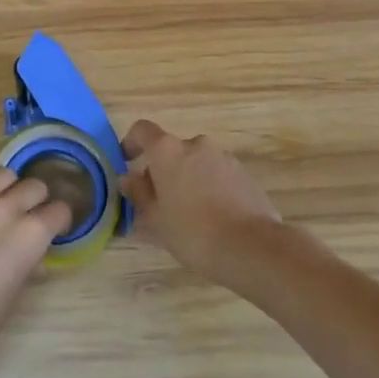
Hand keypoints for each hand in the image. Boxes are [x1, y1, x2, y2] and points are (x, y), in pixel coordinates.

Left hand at [0, 161, 72, 377]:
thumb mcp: (13, 298)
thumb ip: (27, 266)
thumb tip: (33, 256)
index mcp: (30, 236)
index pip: (59, 211)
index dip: (59, 220)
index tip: (54, 229)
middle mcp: (5, 210)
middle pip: (34, 187)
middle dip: (37, 200)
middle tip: (29, 216)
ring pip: (2, 174)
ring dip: (8, 186)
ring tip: (2, 200)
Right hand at [119, 121, 281, 281]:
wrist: (251, 247)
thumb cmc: (192, 231)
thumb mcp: (155, 218)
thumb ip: (139, 193)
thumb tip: (129, 178)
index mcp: (168, 150)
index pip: (142, 130)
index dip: (132, 142)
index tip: (128, 161)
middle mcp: (196, 144)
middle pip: (172, 150)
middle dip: (163, 170)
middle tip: (159, 201)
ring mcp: (224, 157)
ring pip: (196, 162)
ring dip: (188, 179)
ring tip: (189, 214)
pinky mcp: (244, 173)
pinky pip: (217, 175)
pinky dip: (210, 187)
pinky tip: (213, 217)